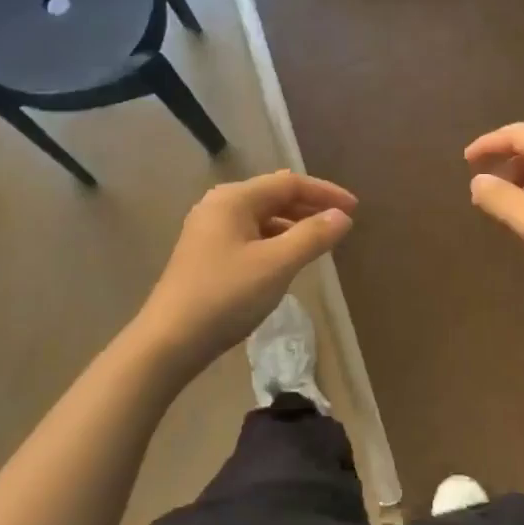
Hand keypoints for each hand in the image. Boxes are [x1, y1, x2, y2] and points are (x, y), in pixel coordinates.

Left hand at [135, 171, 356, 374]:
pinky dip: (274, 241)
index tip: (355, 209)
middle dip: (309, 207)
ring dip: (293, 225)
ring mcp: (208, 230)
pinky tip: (287, 260)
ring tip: (320, 242)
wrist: (168, 342)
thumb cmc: (225, 296)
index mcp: (234, 199)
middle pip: (273, 196)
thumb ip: (312, 236)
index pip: (289, 183)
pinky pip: (250, 236)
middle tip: (341, 224)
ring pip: (261, 218)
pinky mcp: (205, 254)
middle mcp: (219, 206)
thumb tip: (342, 216)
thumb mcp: (276, 265)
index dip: (325, 193)